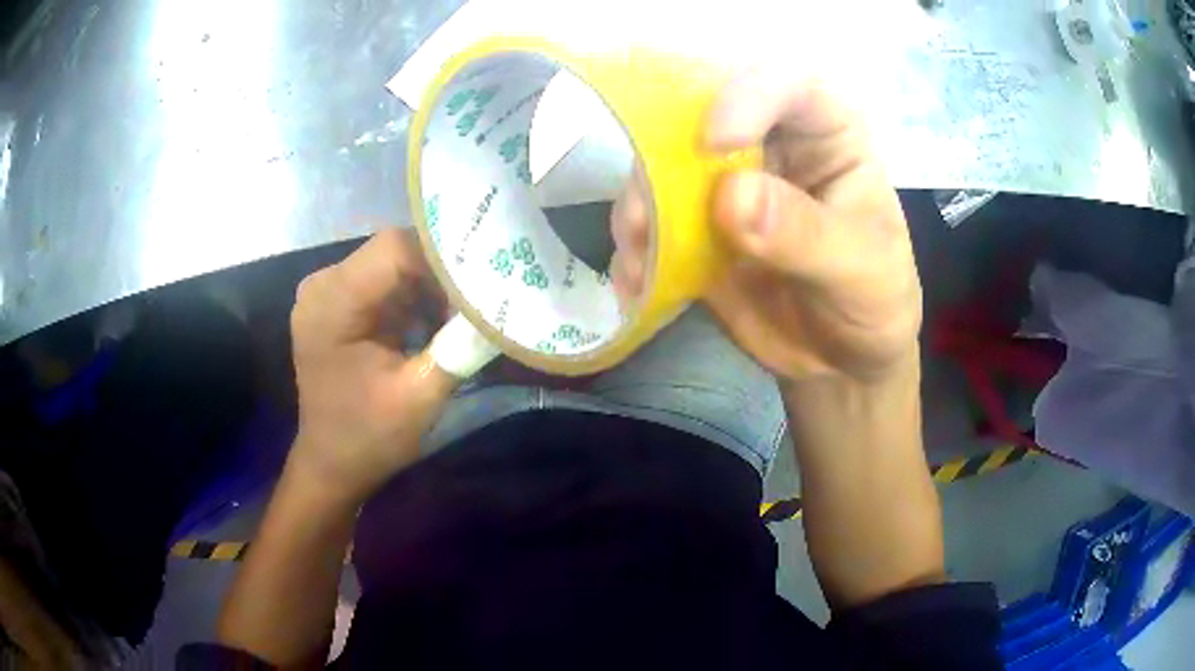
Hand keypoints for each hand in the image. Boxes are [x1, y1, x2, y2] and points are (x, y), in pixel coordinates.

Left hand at [288, 228, 456, 505]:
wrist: (331, 465)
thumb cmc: (368, 437)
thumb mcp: (420, 397)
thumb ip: (459, 347)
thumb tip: (501, 306)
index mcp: (332, 302)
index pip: (394, 248)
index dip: (442, 260)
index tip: (479, 287)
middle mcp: (322, 284)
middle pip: (393, 251)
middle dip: (438, 275)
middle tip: (474, 306)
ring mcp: (326, 292)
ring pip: (392, 264)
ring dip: (428, 287)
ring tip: (456, 320)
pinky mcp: (336, 303)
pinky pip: (383, 281)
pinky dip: (413, 298)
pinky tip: (431, 326)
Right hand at [610, 71, 920, 383]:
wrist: (842, 359)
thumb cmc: (875, 300)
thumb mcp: (860, 269)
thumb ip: (805, 234)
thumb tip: (730, 197)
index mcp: (827, 131)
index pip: (787, 83)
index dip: (746, 96)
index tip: (713, 144)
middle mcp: (771, 142)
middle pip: (704, 109)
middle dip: (666, 151)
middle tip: (649, 209)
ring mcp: (725, 181)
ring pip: (664, 162)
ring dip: (640, 205)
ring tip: (641, 258)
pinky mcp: (696, 224)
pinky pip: (652, 219)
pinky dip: (634, 247)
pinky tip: (637, 283)